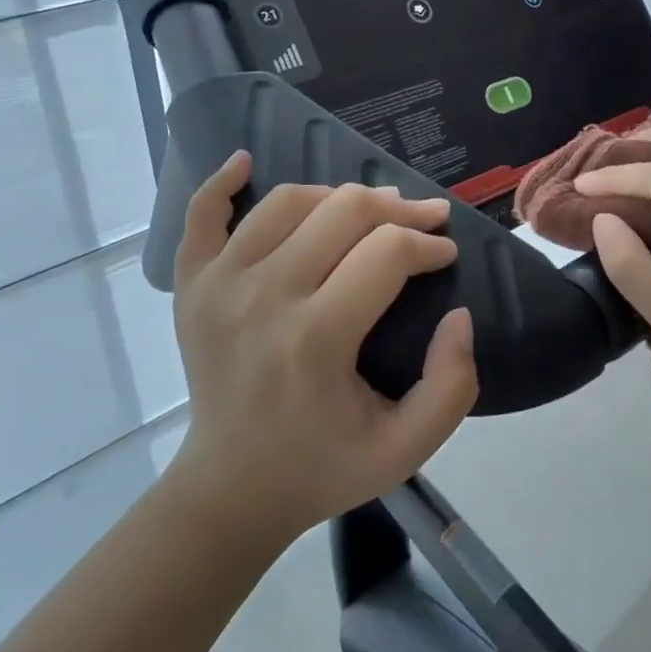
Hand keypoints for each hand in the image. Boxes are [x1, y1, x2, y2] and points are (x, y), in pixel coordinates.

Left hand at [167, 153, 477, 539]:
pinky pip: (202, 214)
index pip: (387, 253)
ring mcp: (218, 286)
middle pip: (344, 211)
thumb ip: (452, 385)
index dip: (428, 245)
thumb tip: (459, 314)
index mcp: (315, 340)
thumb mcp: (406, 449)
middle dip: (398, 208)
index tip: (445, 254)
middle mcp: (263, 298)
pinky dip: (222, 181)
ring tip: (367, 212)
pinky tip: (246, 161)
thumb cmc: (322, 467)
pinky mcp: (191, 286)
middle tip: (422, 222)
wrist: (230, 490)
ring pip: (290, 200)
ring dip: (339, 195)